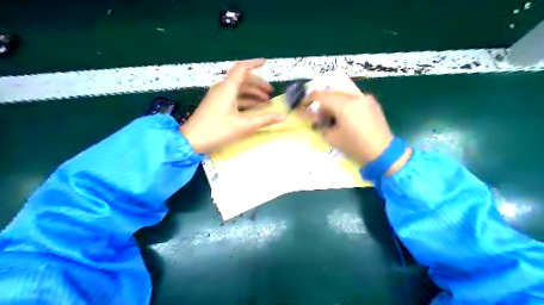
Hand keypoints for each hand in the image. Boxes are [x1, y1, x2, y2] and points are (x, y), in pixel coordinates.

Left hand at [181, 60, 284, 154]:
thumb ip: (264, 120)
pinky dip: (244, 100)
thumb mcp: (244, 126)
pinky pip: (232, 98)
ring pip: (237, 90)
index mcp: (227, 89)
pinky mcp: (215, 105)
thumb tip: (282, 116)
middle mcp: (222, 89)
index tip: (265, 62)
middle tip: (270, 92)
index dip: (254, 63)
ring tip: (265, 101)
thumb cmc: (217, 131)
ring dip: (252, 93)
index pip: (241, 68)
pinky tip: (252, 108)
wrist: (191, 142)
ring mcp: (217, 97)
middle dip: (257, 84)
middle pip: (242, 80)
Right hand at [305, 91, 410, 174]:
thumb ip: (320, 126)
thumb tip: (314, 120)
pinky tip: (346, 118)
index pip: (321, 96)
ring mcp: (365, 98)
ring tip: (333, 120)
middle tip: (319, 119)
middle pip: (332, 94)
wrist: (383, 152)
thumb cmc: (355, 147)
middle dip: (322, 104)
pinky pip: (353, 99)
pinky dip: (345, 105)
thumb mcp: (333, 138)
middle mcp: (355, 97)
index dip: (309, 99)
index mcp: (344, 105)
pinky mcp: (372, 103)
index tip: (303, 106)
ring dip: (334, 104)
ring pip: (343, 96)